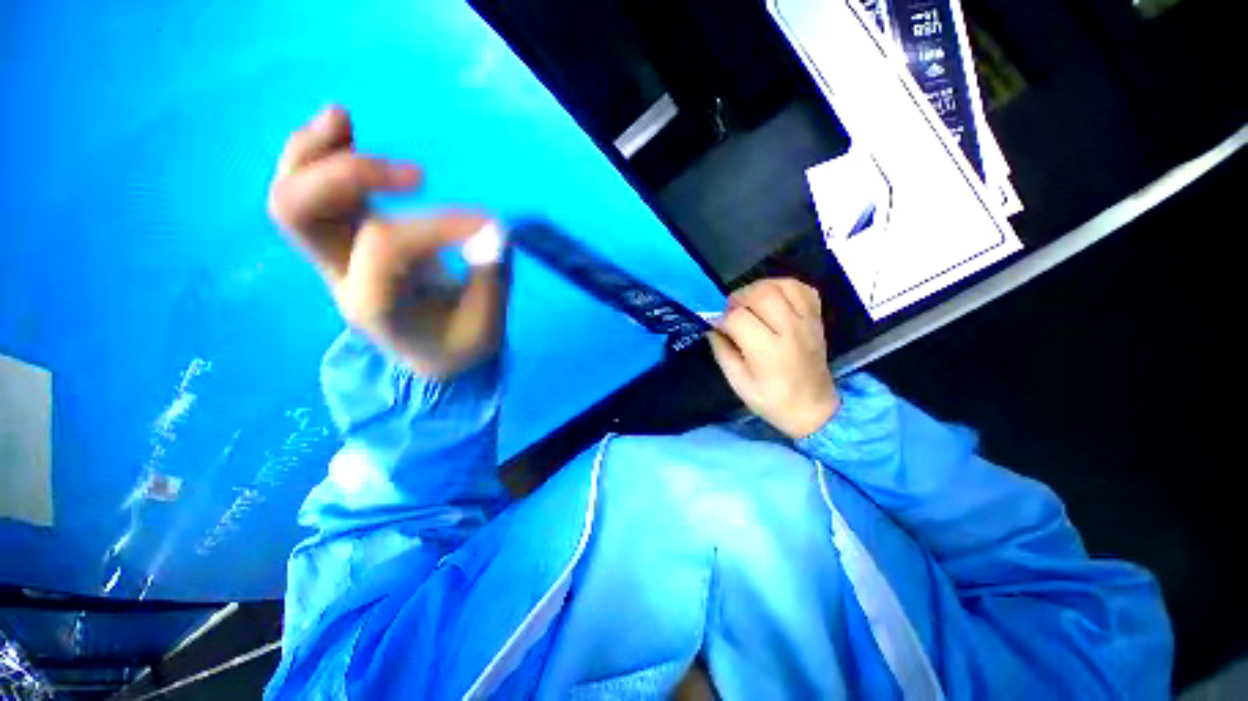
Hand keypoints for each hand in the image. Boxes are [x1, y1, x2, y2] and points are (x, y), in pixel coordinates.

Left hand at [268, 106, 506, 377]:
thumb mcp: (486, 327)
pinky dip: (317, 153)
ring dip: (313, 153)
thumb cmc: (460, 344)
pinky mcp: (347, 238)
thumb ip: (491, 281)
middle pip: (300, 213)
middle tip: (417, 176)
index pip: (389, 246)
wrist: (433, 355)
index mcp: (375, 305)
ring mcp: (335, 255)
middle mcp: (340, 276)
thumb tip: (496, 233)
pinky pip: (308, 190)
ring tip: (343, 118)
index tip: (490, 227)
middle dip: (351, 176)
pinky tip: (341, 127)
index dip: (441, 225)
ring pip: (290, 195)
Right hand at [708, 278, 839, 438]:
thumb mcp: (738, 382)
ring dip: (759, 288)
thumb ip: (722, 351)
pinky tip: (772, 298)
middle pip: (761, 294)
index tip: (717, 328)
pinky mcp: (816, 318)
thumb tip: (711, 327)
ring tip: (750, 303)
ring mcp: (806, 322)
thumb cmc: (771, 399)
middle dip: (738, 299)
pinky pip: (802, 288)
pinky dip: (783, 286)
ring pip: (782, 285)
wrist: (812, 408)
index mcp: (768, 352)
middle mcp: (790, 331)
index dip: (721, 319)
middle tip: (732, 312)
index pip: (738, 319)